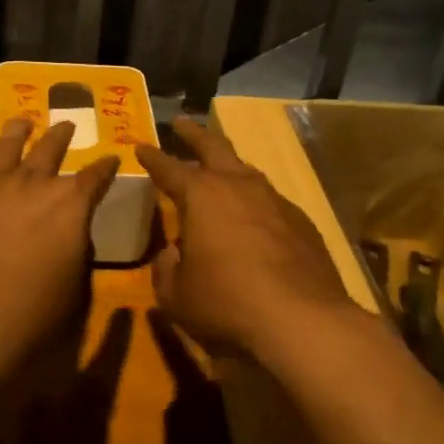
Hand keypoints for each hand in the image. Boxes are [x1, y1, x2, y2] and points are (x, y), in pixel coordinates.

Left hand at [0, 118, 120, 377]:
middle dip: (62, 136)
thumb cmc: (31, 317)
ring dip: (18, 130)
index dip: (106, 167)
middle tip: (67, 125)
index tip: (111, 158)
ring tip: (23, 121)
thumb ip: (78, 251)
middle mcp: (32, 184)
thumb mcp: (75, 289)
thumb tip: (73, 234)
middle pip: (50, 149)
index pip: (95, 176)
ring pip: (7, 145)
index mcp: (69, 205)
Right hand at [136, 117, 367, 360]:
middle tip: (181, 123)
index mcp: (200, 196)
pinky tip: (255, 218)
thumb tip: (171, 255)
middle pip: (213, 147)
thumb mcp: (177, 296)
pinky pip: (270, 201)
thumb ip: (166, 271)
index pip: (168, 168)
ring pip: (246, 170)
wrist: (303, 320)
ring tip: (220, 166)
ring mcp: (274, 201)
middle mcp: (238, 187)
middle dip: (194, 134)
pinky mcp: (302, 222)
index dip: (152, 157)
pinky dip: (255, 201)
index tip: (141, 146)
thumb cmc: (227, 303)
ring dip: (229, 164)